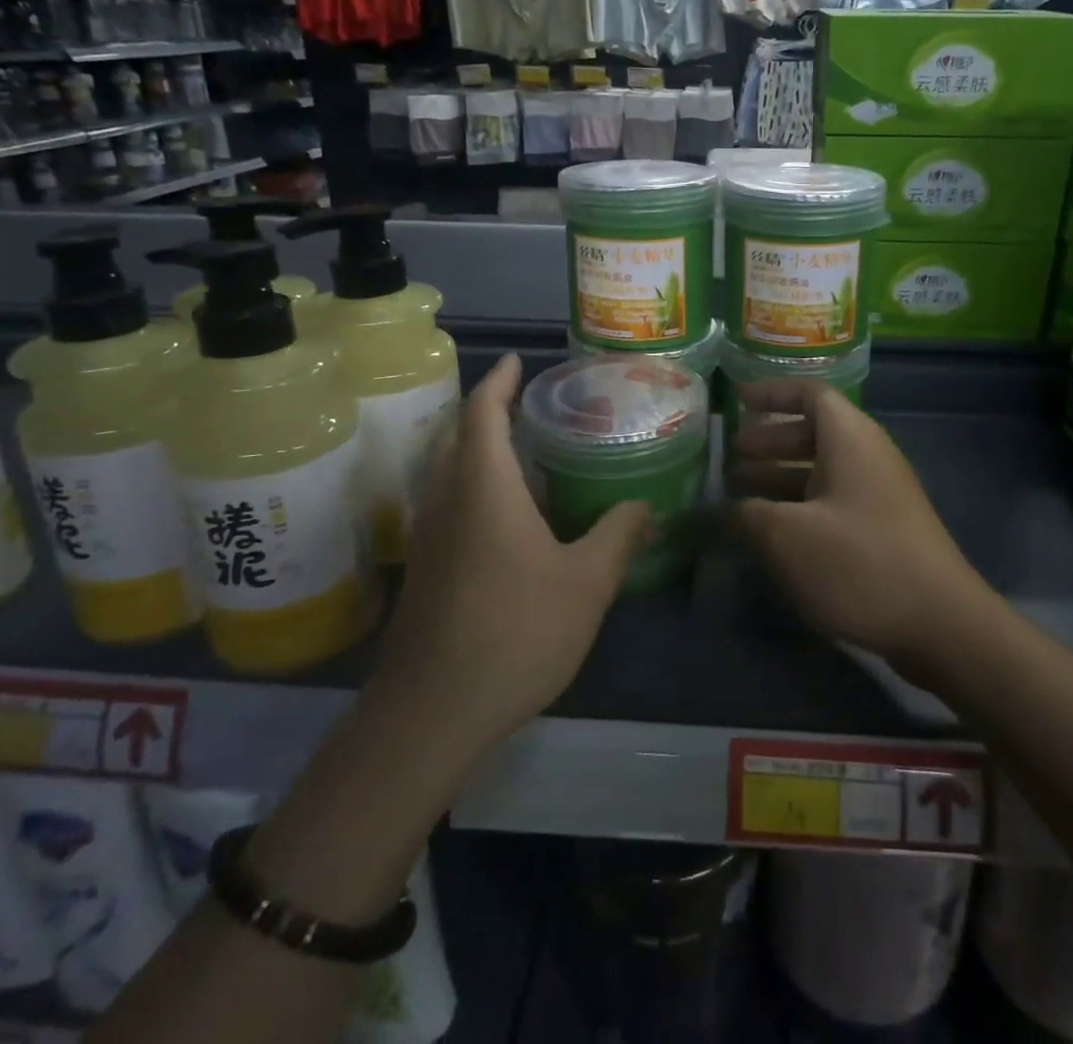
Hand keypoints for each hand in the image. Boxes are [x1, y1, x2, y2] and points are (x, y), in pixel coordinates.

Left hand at [377, 354, 650, 749]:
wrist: (432, 712)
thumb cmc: (515, 631)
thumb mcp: (587, 581)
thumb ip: (619, 533)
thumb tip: (647, 504)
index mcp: (482, 486)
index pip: (482, 411)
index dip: (499, 380)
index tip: (518, 359)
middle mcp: (446, 498)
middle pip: (460, 434)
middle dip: (489, 408)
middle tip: (532, 400)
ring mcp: (429, 534)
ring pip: (450, 469)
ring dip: (480, 446)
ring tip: (527, 446)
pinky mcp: (425, 566)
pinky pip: (450, 500)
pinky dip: (476, 482)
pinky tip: (512, 509)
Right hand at [727, 380, 991, 671]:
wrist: (942, 625)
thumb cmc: (859, 564)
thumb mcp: (788, 537)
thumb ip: (746, 515)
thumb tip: (721, 510)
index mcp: (850, 439)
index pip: (809, 394)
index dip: (771, 392)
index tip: (735, 399)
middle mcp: (867, 457)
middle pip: (813, 433)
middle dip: (768, 442)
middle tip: (729, 459)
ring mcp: (879, 495)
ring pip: (821, 471)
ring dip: (779, 477)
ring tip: (739, 495)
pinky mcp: (883, 529)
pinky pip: (832, 501)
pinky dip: (799, 506)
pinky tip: (772, 534)